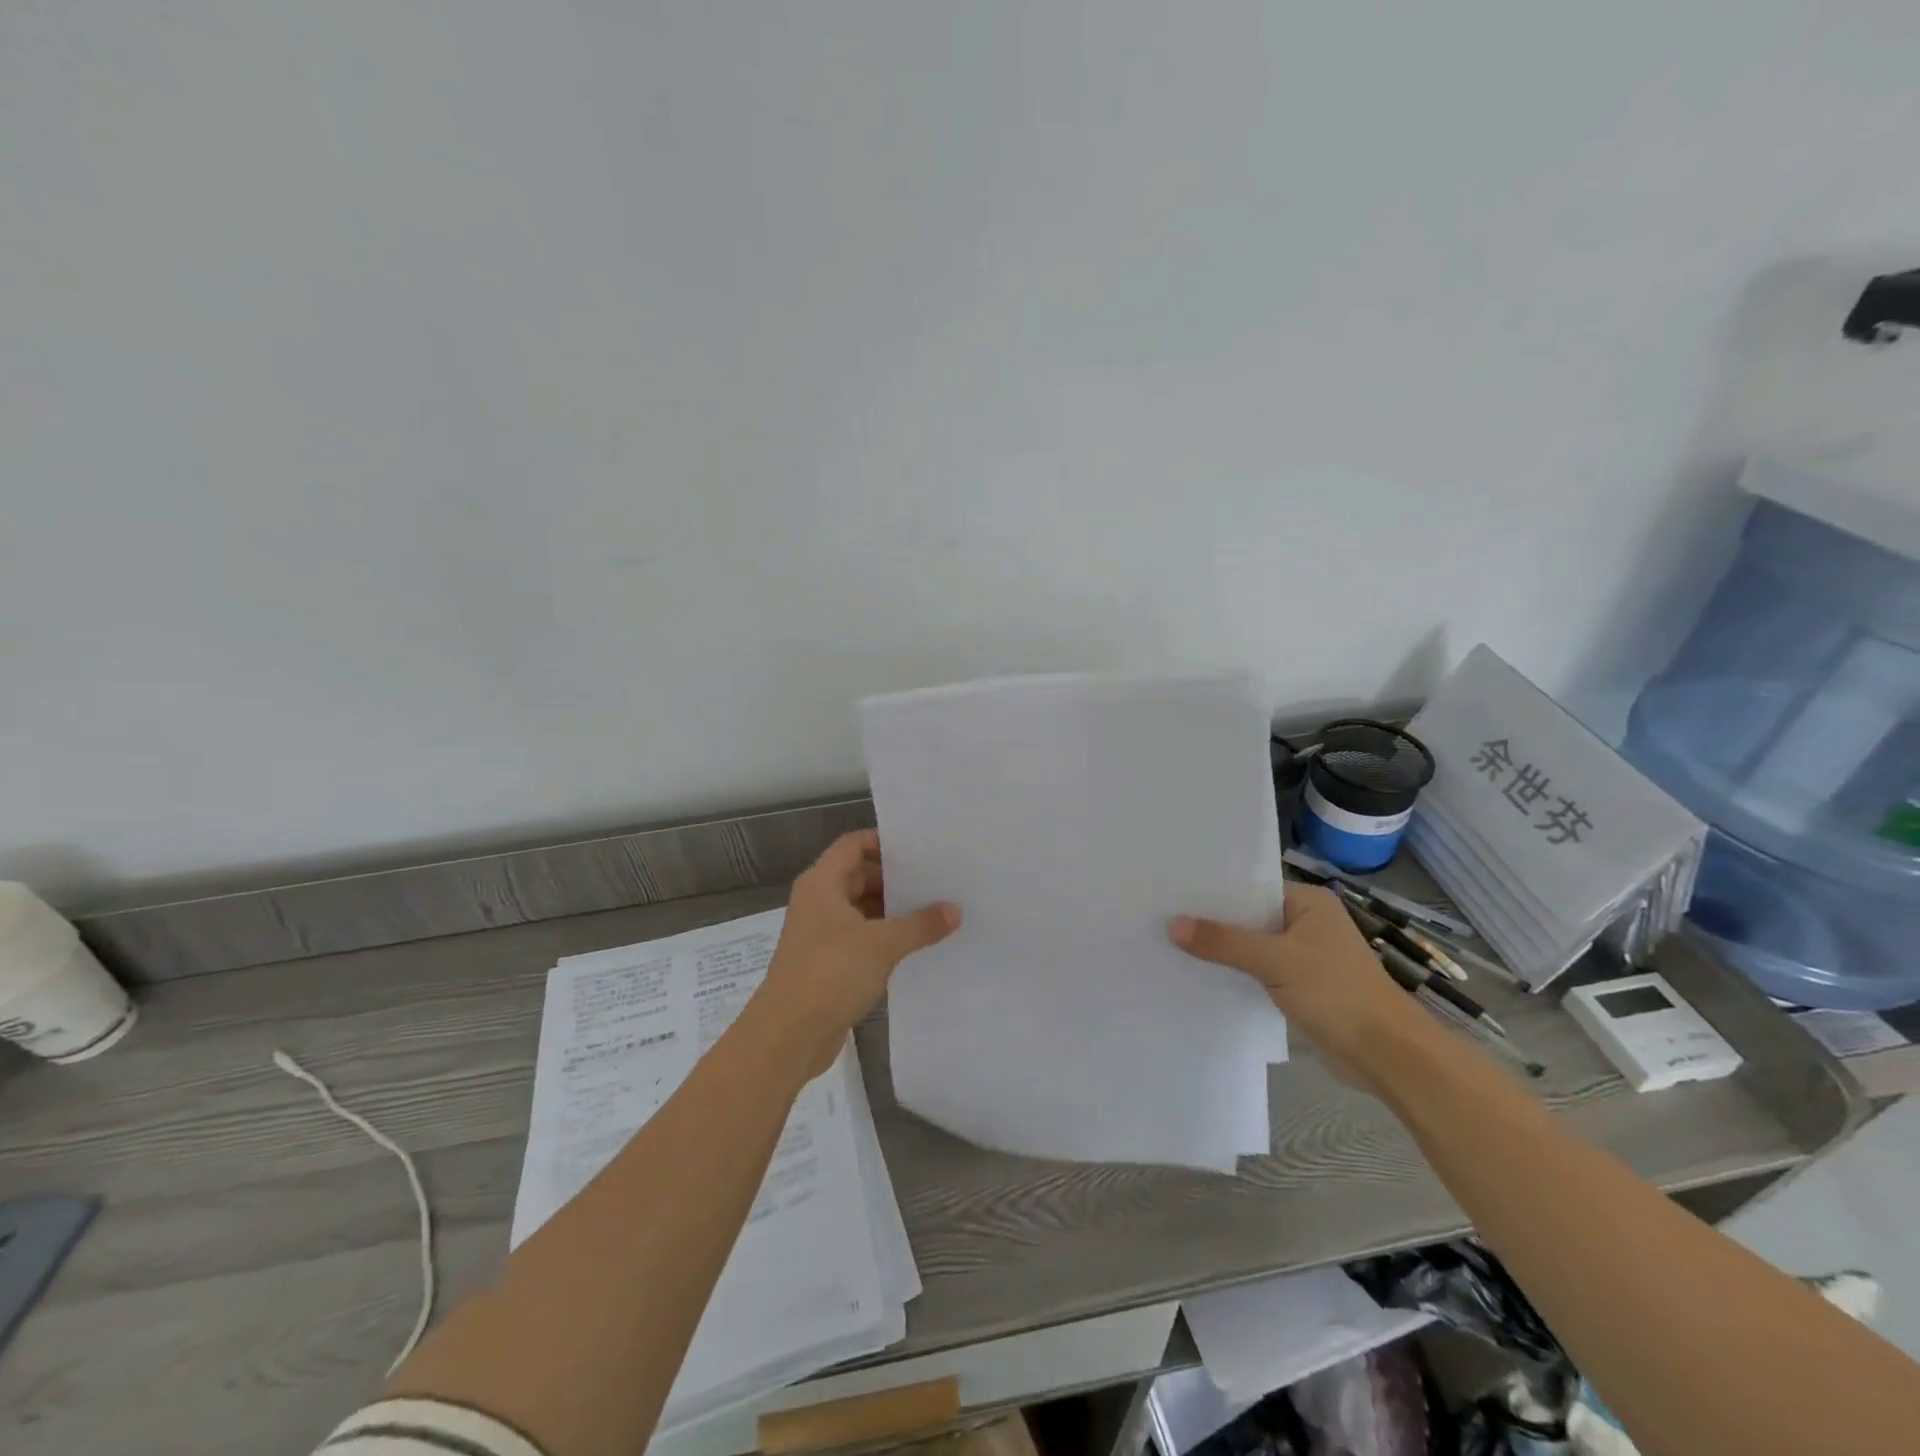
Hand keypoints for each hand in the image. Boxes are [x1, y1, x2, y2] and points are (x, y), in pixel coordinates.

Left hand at [758, 830, 960, 1075]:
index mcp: (822, 883)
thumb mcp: (882, 944)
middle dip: (895, 879)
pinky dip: (884, 938)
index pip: (854, 844)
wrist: (787, 1036)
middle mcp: (818, 902)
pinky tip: (916, 946)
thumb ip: (920, 924)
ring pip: (861, 910)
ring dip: (892, 911)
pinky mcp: (827, 964)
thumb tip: (955, 910)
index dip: (884, 841)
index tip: (921, 848)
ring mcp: (821, 934)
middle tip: (937, 880)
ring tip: (935, 911)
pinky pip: (861, 939)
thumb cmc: (830, 973)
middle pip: (859, 876)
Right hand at [1171, 883, 1437, 1095]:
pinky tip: (1198, 974)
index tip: (1172, 892)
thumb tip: (1172, 925)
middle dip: (1211, 922)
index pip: (1250, 887)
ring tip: (1169, 943)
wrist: (1388, 1056)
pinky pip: (1256, 971)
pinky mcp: (1298, 986)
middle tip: (1161, 917)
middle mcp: (1305, 922)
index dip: (1213, 891)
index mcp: (1308, 902)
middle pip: (1247, 916)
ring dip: (1220, 950)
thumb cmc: (1338, 993)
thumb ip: (1224, 942)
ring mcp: (1302, 956)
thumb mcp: (1276, 961)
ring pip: (1250, 945)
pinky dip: (1234, 972)